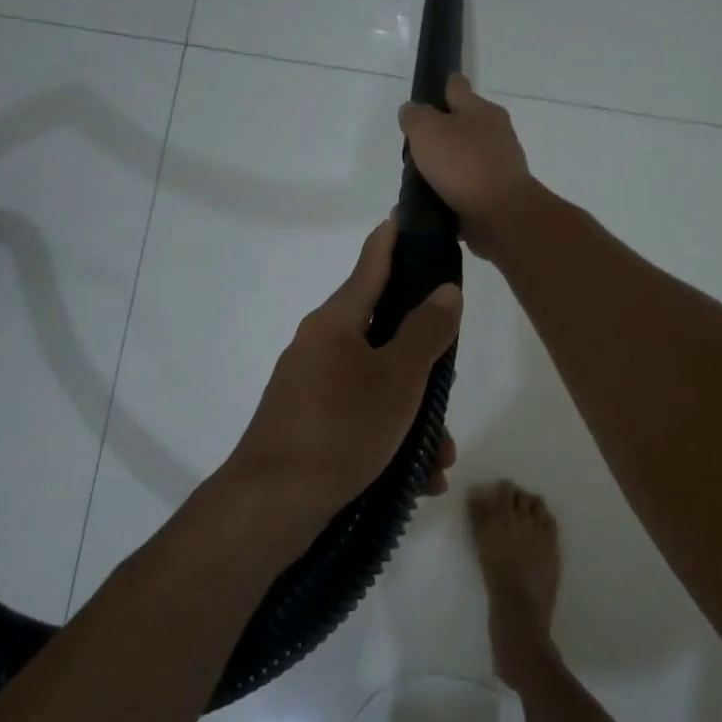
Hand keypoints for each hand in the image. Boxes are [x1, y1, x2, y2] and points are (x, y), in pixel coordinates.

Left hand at [224, 220, 462, 548]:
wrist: (271, 506)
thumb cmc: (341, 429)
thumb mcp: (397, 378)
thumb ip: (427, 331)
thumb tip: (445, 290)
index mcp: (336, 322)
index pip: (371, 263)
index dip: (393, 238)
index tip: (410, 215)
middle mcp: (320, 346)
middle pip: (384, 332)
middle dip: (424, 361)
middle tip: (450, 382)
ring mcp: (312, 388)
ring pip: (378, 385)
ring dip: (415, 416)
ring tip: (440, 457)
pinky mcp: (310, 426)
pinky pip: (362, 419)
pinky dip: (392, 440)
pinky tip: (418, 480)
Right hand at [398, 75, 537, 256]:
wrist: (501, 215)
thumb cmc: (464, 164)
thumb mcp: (428, 130)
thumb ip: (415, 117)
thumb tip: (412, 112)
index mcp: (482, 110)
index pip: (457, 86)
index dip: (440, 88)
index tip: (424, 99)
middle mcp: (494, 134)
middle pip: (461, 125)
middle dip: (439, 134)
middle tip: (413, 149)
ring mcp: (497, 166)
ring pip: (464, 159)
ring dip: (444, 167)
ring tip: (417, 180)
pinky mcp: (495, 195)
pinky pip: (466, 189)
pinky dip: (450, 194)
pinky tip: (431, 202)